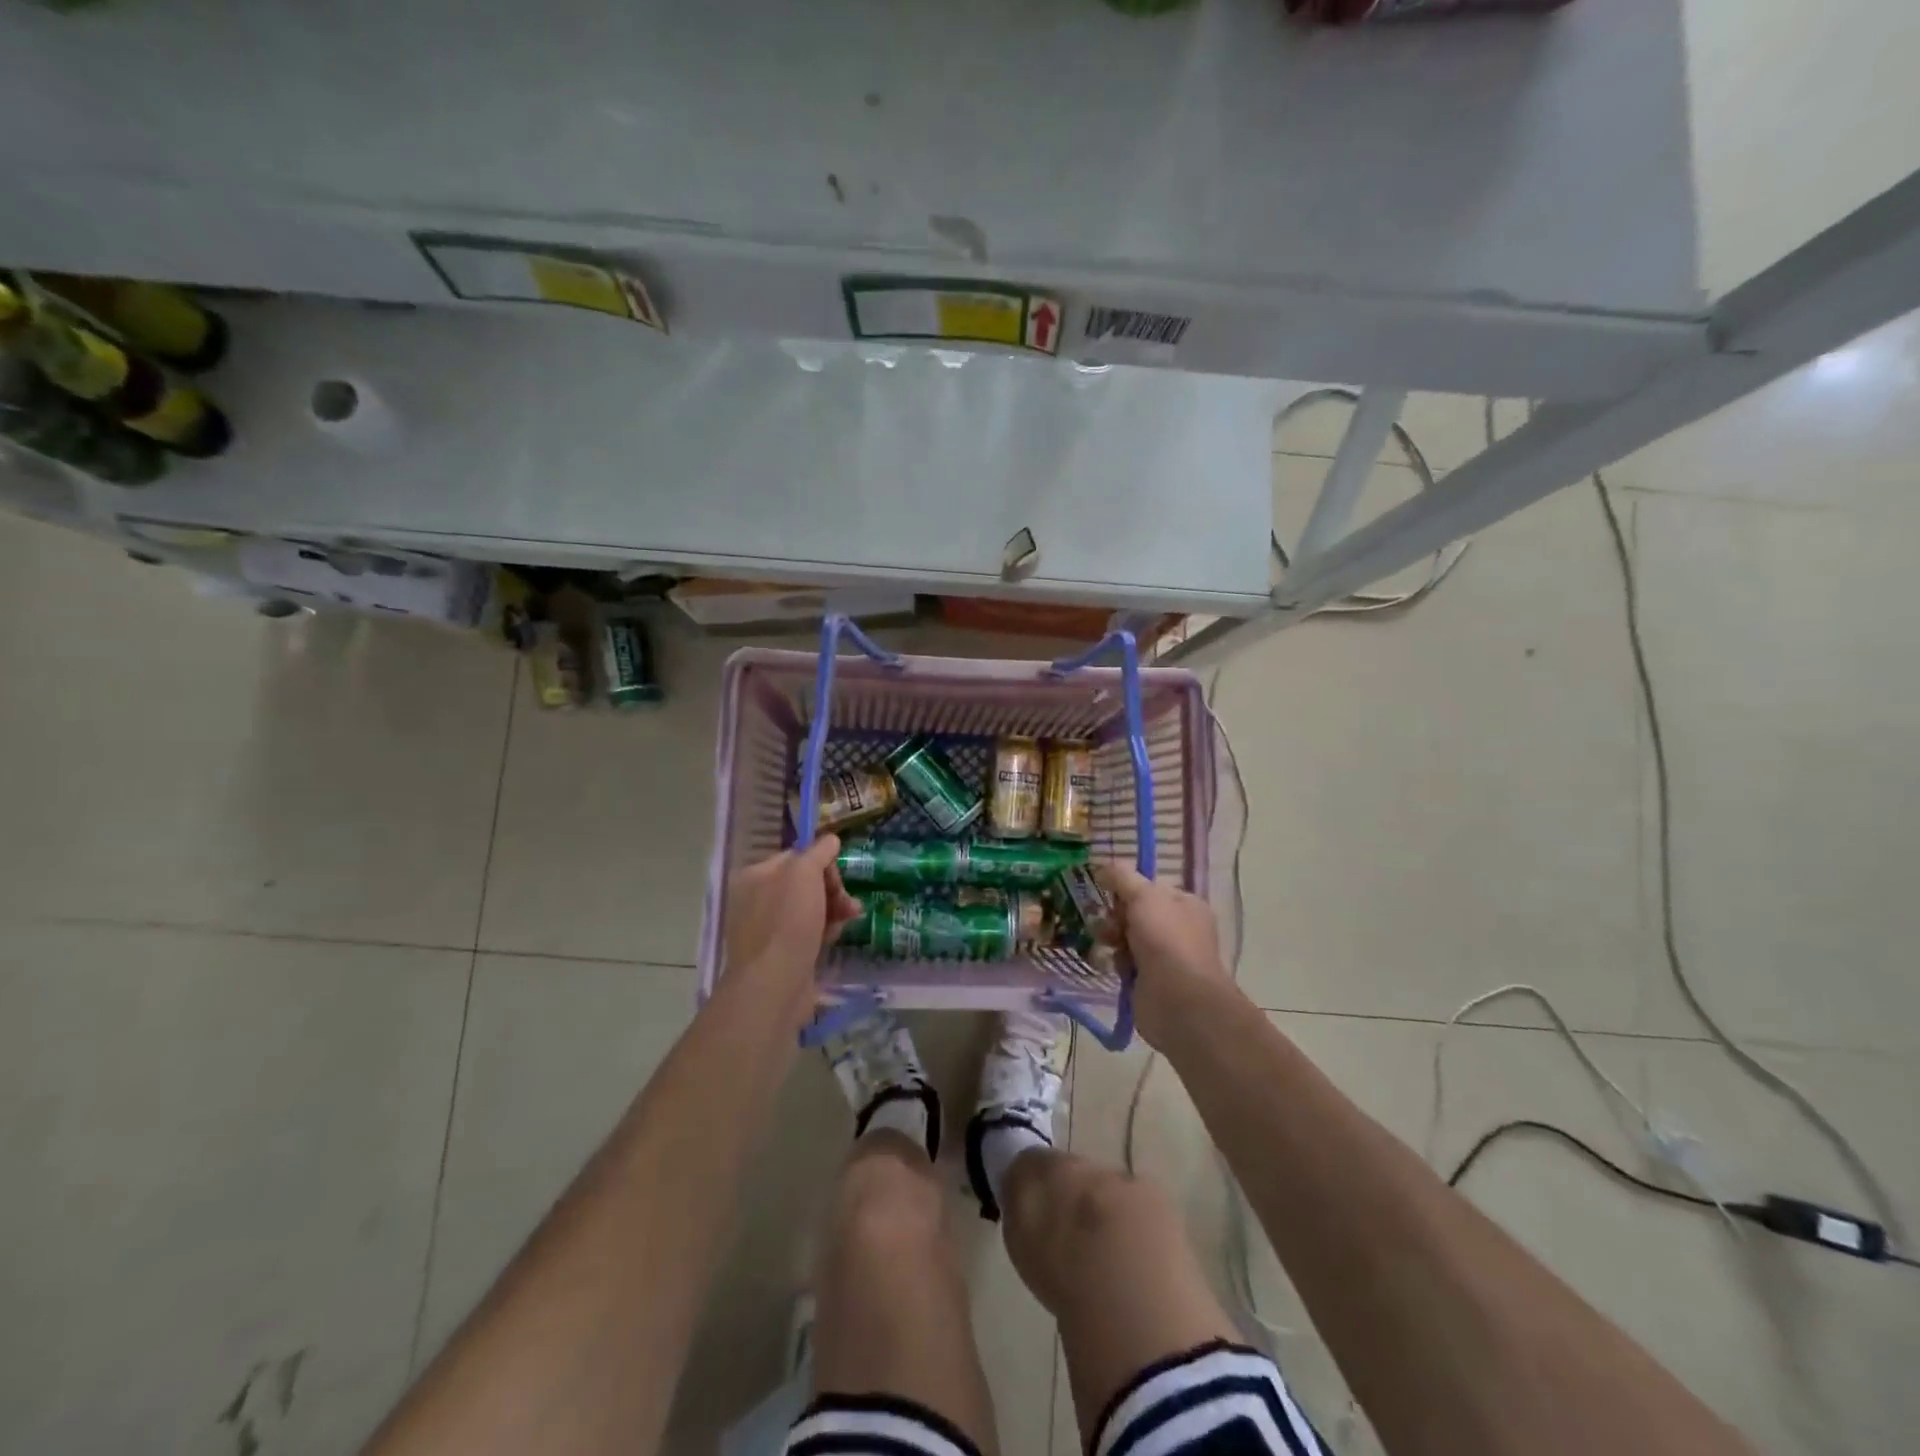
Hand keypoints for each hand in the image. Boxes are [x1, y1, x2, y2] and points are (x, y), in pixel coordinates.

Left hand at [723, 836, 861, 1028]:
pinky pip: (808, 933)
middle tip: (847, 902)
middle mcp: (756, 900)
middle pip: (805, 883)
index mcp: (755, 876)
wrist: (775, 984)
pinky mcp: (780, 954)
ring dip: (834, 909)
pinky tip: (834, 939)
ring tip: (850, 918)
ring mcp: (767, 929)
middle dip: (832, 889)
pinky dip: (824, 932)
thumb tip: (830, 840)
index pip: (796, 856)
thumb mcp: (804, 874)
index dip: (821, 863)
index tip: (836, 877)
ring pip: (810, 908)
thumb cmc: (788, 922)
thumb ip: (818, 852)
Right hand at [1097, 864, 1237, 1046]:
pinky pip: (1126, 962)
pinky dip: (1116, 961)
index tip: (1107, 893)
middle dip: (1116, 915)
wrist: (1178, 1000)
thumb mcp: (1144, 896)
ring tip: (1105, 943)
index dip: (1127, 889)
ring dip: (1113, 937)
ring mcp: (1166, 956)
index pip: (1150, 888)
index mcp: (1185, 904)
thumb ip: (1121, 877)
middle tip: (1106, 922)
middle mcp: (1178, 928)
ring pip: (1128, 937)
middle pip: (1136, 912)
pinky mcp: (1150, 981)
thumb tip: (1102, 866)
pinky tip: (1112, 964)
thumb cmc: (1166, 940)